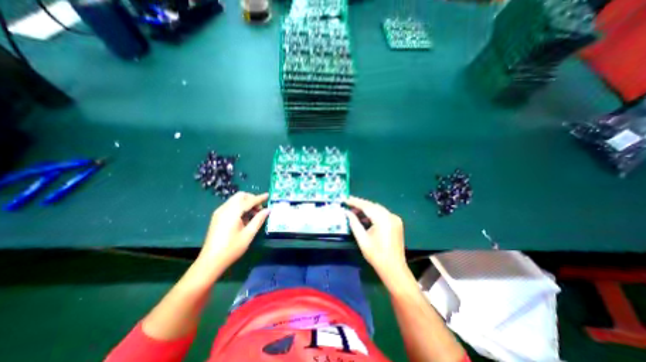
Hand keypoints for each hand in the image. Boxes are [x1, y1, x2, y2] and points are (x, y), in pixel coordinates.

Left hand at [197, 192, 267, 271]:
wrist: (211, 261)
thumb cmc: (232, 248)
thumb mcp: (248, 234)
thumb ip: (258, 219)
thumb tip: (268, 210)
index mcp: (233, 212)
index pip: (249, 201)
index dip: (259, 198)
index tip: (268, 195)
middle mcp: (225, 208)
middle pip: (240, 196)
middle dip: (252, 198)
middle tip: (260, 209)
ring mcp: (219, 212)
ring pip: (235, 200)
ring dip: (246, 202)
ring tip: (253, 214)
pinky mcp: (217, 217)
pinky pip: (231, 205)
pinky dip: (240, 206)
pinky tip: (244, 218)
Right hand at [346, 196, 404, 280]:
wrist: (394, 268)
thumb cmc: (376, 255)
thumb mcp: (362, 239)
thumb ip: (354, 223)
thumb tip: (347, 212)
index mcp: (383, 220)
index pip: (367, 206)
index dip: (355, 202)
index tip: (345, 199)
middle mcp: (390, 216)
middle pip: (372, 205)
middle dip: (360, 204)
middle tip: (348, 204)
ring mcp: (395, 219)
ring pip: (377, 209)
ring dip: (366, 209)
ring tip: (354, 211)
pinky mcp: (396, 222)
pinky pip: (382, 214)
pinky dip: (373, 213)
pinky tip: (365, 217)